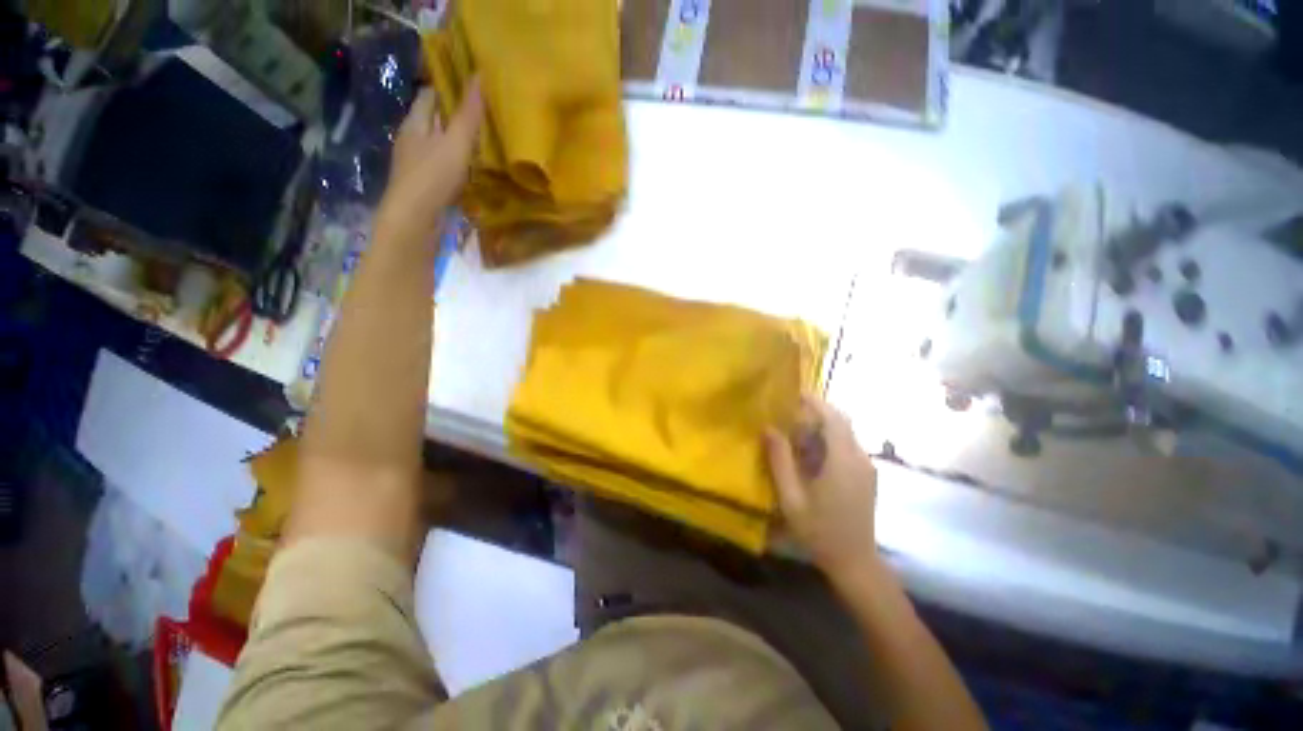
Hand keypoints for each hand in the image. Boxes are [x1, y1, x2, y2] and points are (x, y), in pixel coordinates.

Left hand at [378, 81, 483, 239]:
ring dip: (457, 143)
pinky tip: (474, 172)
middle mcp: (412, 141)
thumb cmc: (432, 177)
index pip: (429, 96)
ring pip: (439, 146)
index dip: (448, 88)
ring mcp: (417, 166)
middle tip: (485, 116)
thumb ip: (468, 115)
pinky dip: (458, 165)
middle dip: (455, 116)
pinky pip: (444, 168)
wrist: (415, 222)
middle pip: (434, 121)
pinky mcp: (426, 187)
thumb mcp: (455, 143)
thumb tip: (479, 77)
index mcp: (414, 124)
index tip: (473, 88)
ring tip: (485, 143)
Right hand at [766, 395, 879, 580]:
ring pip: (845, 434)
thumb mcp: (791, 497)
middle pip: (841, 422)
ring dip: (822, 427)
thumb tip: (768, 429)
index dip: (816, 402)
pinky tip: (811, 456)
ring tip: (796, 435)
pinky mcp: (867, 475)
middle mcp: (860, 458)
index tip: (795, 394)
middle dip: (817, 412)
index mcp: (843, 461)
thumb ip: (780, 460)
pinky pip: (848, 447)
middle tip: (790, 414)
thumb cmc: (819, 531)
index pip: (834, 418)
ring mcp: (867, 467)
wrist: (855, 562)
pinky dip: (829, 441)